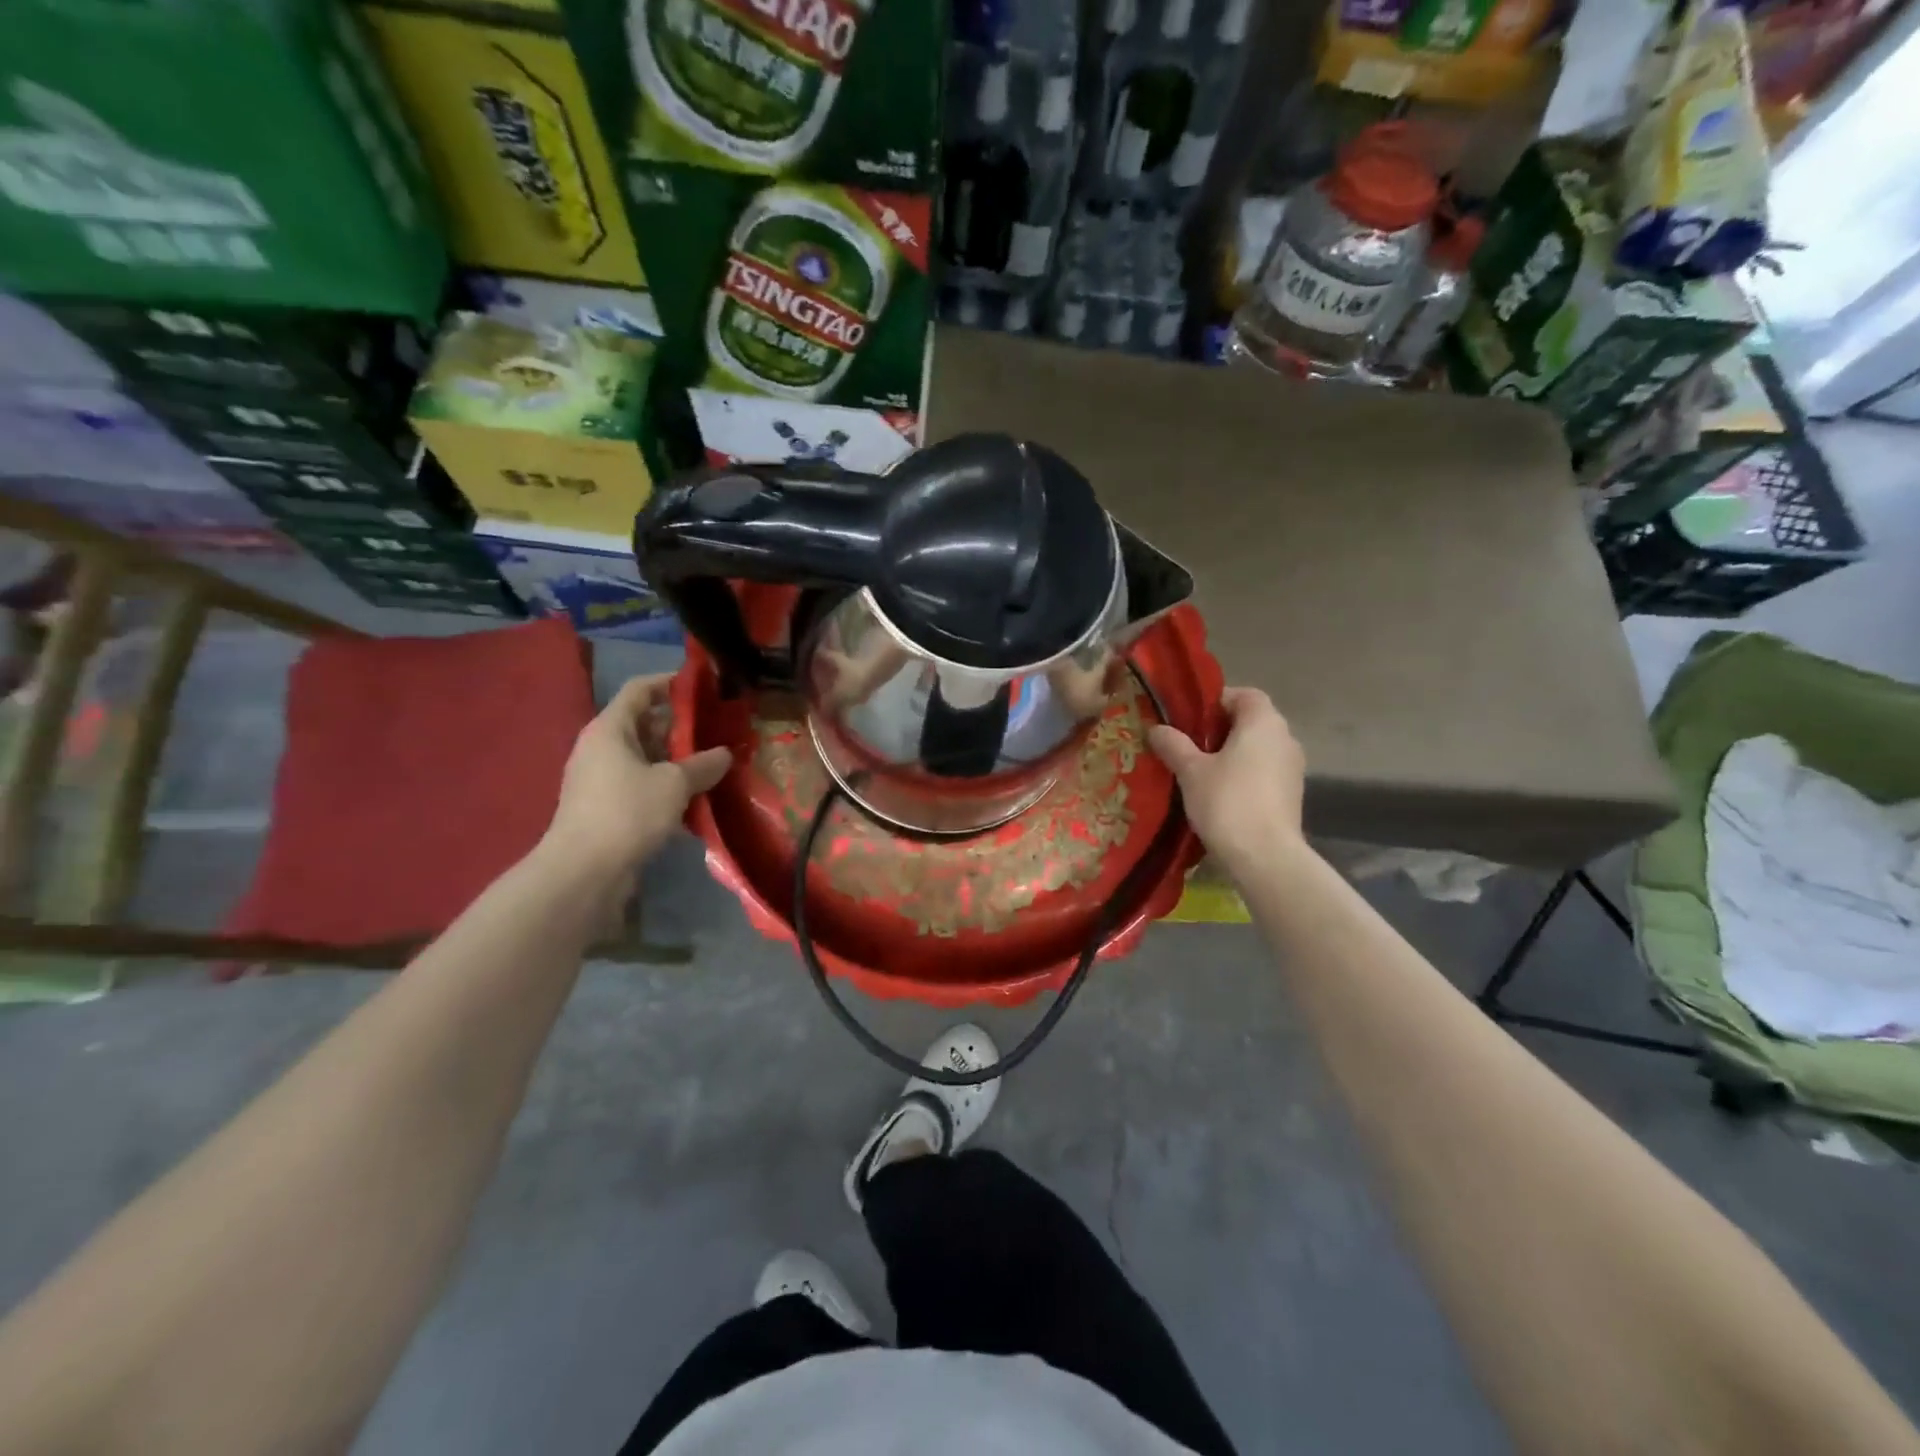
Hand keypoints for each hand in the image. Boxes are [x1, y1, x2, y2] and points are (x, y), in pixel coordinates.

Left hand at [542, 674, 730, 879]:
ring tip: (714, 766)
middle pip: (644, 725)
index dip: (670, 683)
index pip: (640, 689)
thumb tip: (725, 754)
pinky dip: (666, 788)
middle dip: (682, 728)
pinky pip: (642, 786)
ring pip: (646, 759)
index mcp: (610, 729)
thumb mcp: (674, 784)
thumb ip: (703, 765)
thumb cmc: (627, 812)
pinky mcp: (606, 809)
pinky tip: (695, 801)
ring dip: (677, 762)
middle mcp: (601, 748)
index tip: (703, 687)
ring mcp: (601, 780)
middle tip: (718, 732)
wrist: (584, 871)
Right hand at [1148, 687, 1305, 874]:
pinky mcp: (1292, 794)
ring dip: (1232, 754)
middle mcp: (1285, 738)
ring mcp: (1292, 768)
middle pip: (1251, 721)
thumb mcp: (1191, 771)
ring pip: (1258, 749)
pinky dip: (1244, 775)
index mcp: (1263, 722)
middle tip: (1188, 745)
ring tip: (1199, 772)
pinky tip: (1219, 794)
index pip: (1244, 695)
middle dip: (1220, 729)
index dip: (1216, 701)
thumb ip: (1174, 744)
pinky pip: (1264, 772)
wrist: (1266, 856)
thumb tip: (1157, 729)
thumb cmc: (1227, 802)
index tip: (1189, 718)